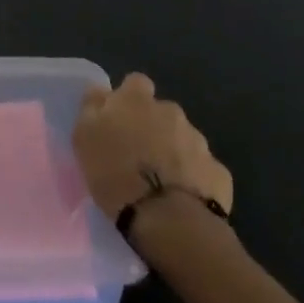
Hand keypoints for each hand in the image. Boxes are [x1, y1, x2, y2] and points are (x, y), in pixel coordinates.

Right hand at [73, 73, 232, 221]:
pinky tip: (183, 200)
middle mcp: (171, 111)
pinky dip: (194, 179)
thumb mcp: (85, 137)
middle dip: (154, 129)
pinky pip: (203, 169)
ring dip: (173, 153)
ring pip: (183, 140)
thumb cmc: (117, 174)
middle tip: (139, 158)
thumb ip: (92, 107)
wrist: (168, 219)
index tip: (120, 121)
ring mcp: (199, 141)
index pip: (136, 83)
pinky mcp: (218, 172)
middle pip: (162, 113)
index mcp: (137, 100)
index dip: (129, 100)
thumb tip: (99, 90)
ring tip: (161, 184)